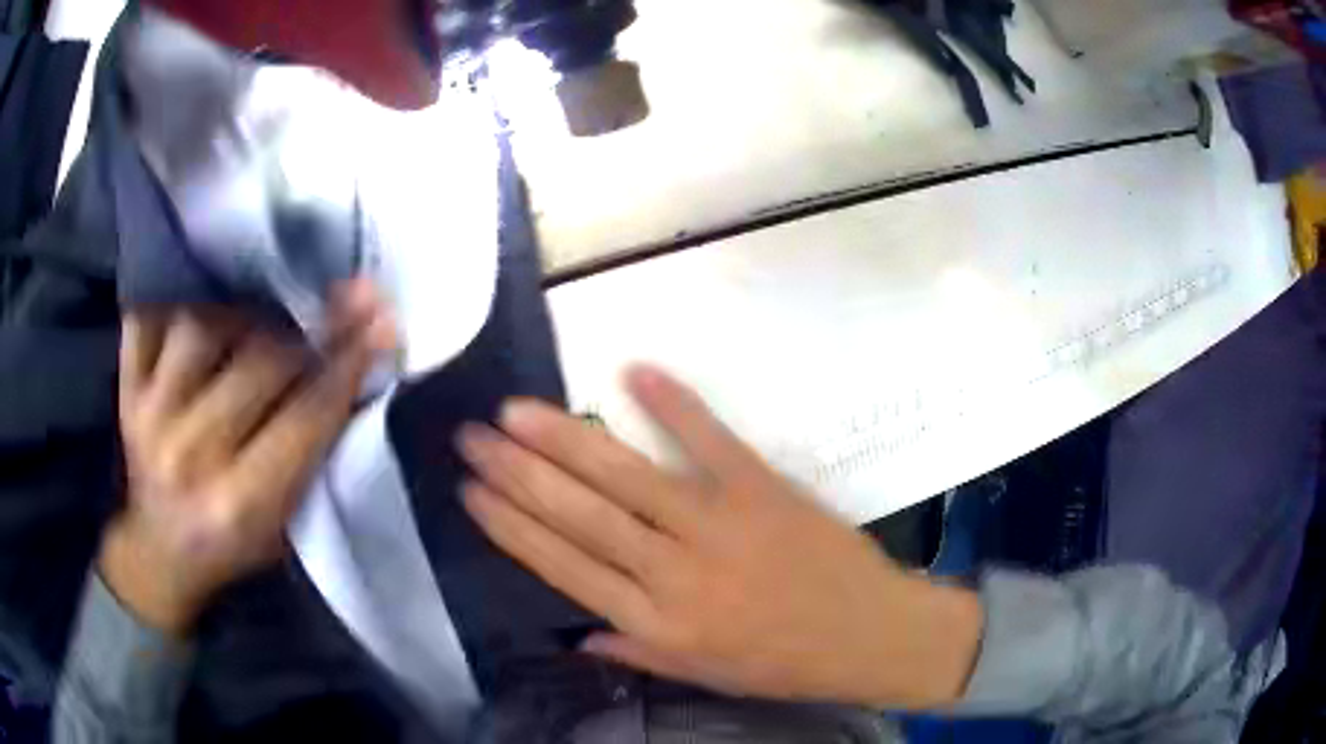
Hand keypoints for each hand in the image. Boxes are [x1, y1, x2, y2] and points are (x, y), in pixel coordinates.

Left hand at [102, 280, 395, 634]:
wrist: (160, 552)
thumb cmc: (234, 545)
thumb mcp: (287, 523)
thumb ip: (316, 451)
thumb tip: (359, 368)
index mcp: (241, 503)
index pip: (307, 415)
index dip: (349, 361)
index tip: (383, 320)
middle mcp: (190, 455)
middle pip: (260, 360)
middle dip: (313, 325)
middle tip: (345, 298)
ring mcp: (149, 416)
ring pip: (204, 325)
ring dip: (247, 310)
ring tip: (268, 312)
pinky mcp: (126, 390)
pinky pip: (148, 319)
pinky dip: (175, 299)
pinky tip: (202, 302)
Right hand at [458, 366, 983, 709]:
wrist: (867, 635)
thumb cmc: (783, 661)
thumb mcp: (703, 673)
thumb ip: (636, 651)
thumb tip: (575, 634)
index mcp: (656, 622)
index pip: (562, 567)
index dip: (510, 526)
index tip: (469, 491)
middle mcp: (674, 572)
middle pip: (578, 515)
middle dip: (516, 473)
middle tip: (471, 436)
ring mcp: (719, 524)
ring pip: (626, 477)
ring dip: (564, 440)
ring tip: (514, 411)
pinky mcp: (761, 489)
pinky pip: (711, 440)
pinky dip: (674, 404)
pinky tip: (633, 372)